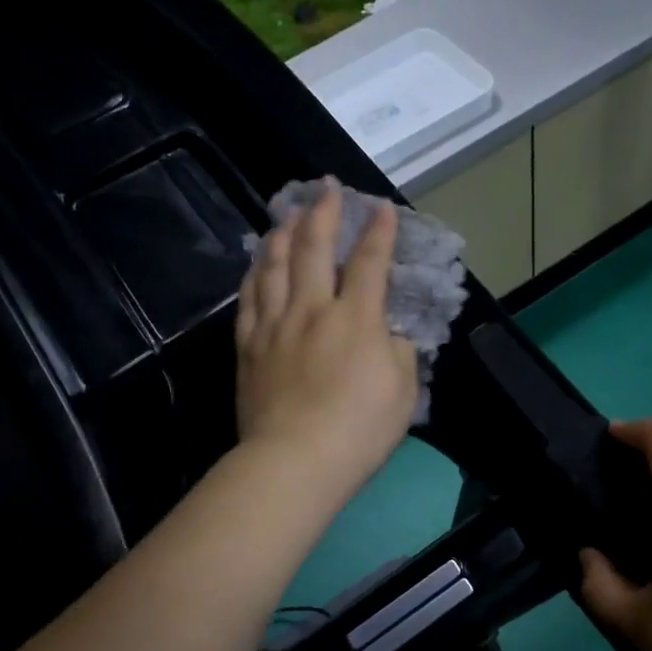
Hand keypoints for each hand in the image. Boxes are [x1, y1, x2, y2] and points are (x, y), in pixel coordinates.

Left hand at [236, 181, 419, 501]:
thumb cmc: (358, 430)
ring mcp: (274, 325)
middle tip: (326, 189)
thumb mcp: (402, 391)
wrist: (293, 461)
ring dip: (283, 233)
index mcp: (355, 319)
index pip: (370, 263)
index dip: (378, 232)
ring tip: (287, 215)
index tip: (382, 209)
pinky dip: (255, 273)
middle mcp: (311, 309)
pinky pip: (249, 298)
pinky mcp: (249, 347)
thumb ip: (398, 351)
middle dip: (323, 213)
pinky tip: (257, 262)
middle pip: (314, 249)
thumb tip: (387, 331)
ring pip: (274, 265)